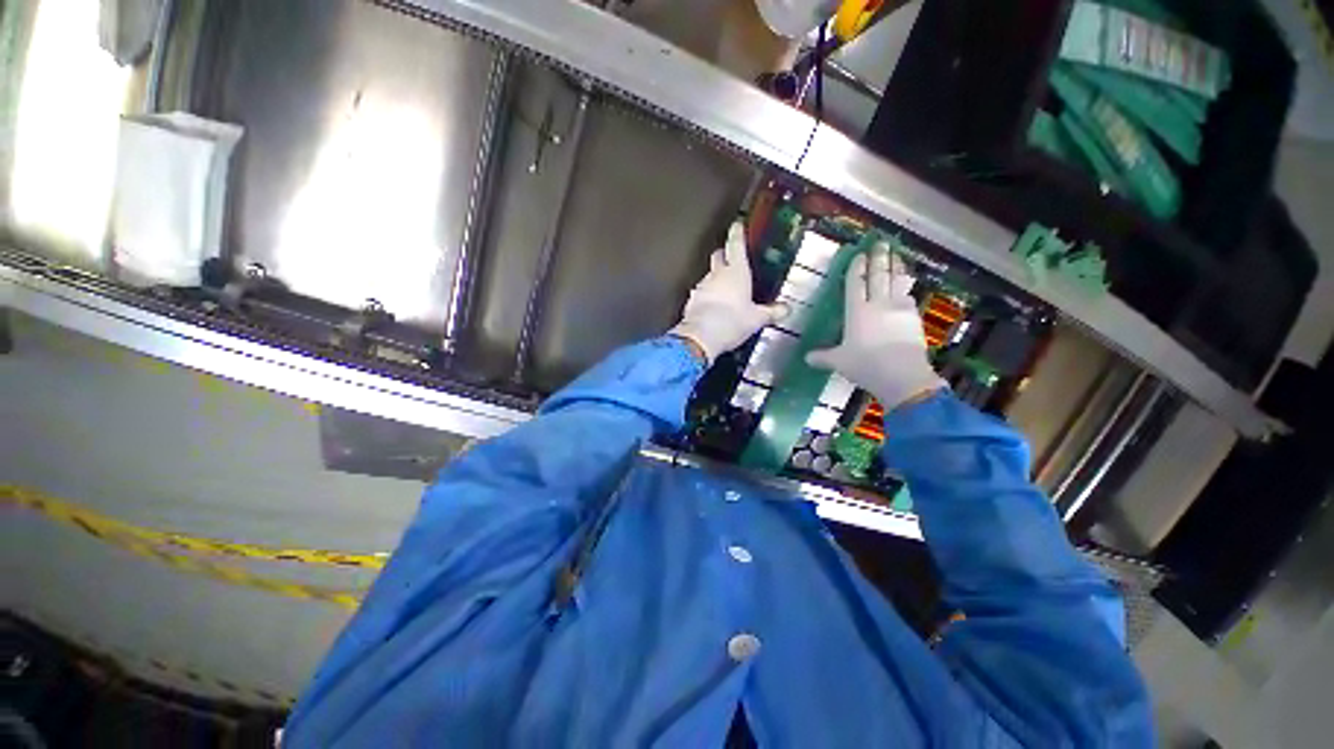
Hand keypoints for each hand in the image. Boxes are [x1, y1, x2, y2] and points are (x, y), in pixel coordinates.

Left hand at [670, 221, 786, 363]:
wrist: (701, 337)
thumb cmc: (733, 322)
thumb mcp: (757, 319)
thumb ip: (772, 312)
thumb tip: (786, 310)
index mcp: (736, 272)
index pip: (736, 245)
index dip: (737, 234)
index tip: (737, 225)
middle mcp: (717, 274)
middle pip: (718, 255)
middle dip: (724, 254)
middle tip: (732, 259)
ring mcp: (701, 286)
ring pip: (709, 275)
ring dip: (715, 278)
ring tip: (725, 290)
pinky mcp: (691, 300)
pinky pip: (701, 293)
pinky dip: (707, 295)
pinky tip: (713, 307)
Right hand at [806, 244, 946, 410]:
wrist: (902, 375)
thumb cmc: (865, 365)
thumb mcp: (839, 362)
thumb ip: (822, 357)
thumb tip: (806, 358)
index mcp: (857, 312)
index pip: (856, 284)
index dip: (857, 268)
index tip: (859, 255)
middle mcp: (878, 305)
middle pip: (878, 276)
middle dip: (878, 258)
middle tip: (880, 243)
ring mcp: (898, 309)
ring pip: (897, 281)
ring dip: (896, 266)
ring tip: (896, 255)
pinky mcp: (914, 318)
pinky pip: (909, 297)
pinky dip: (906, 288)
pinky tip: (906, 286)